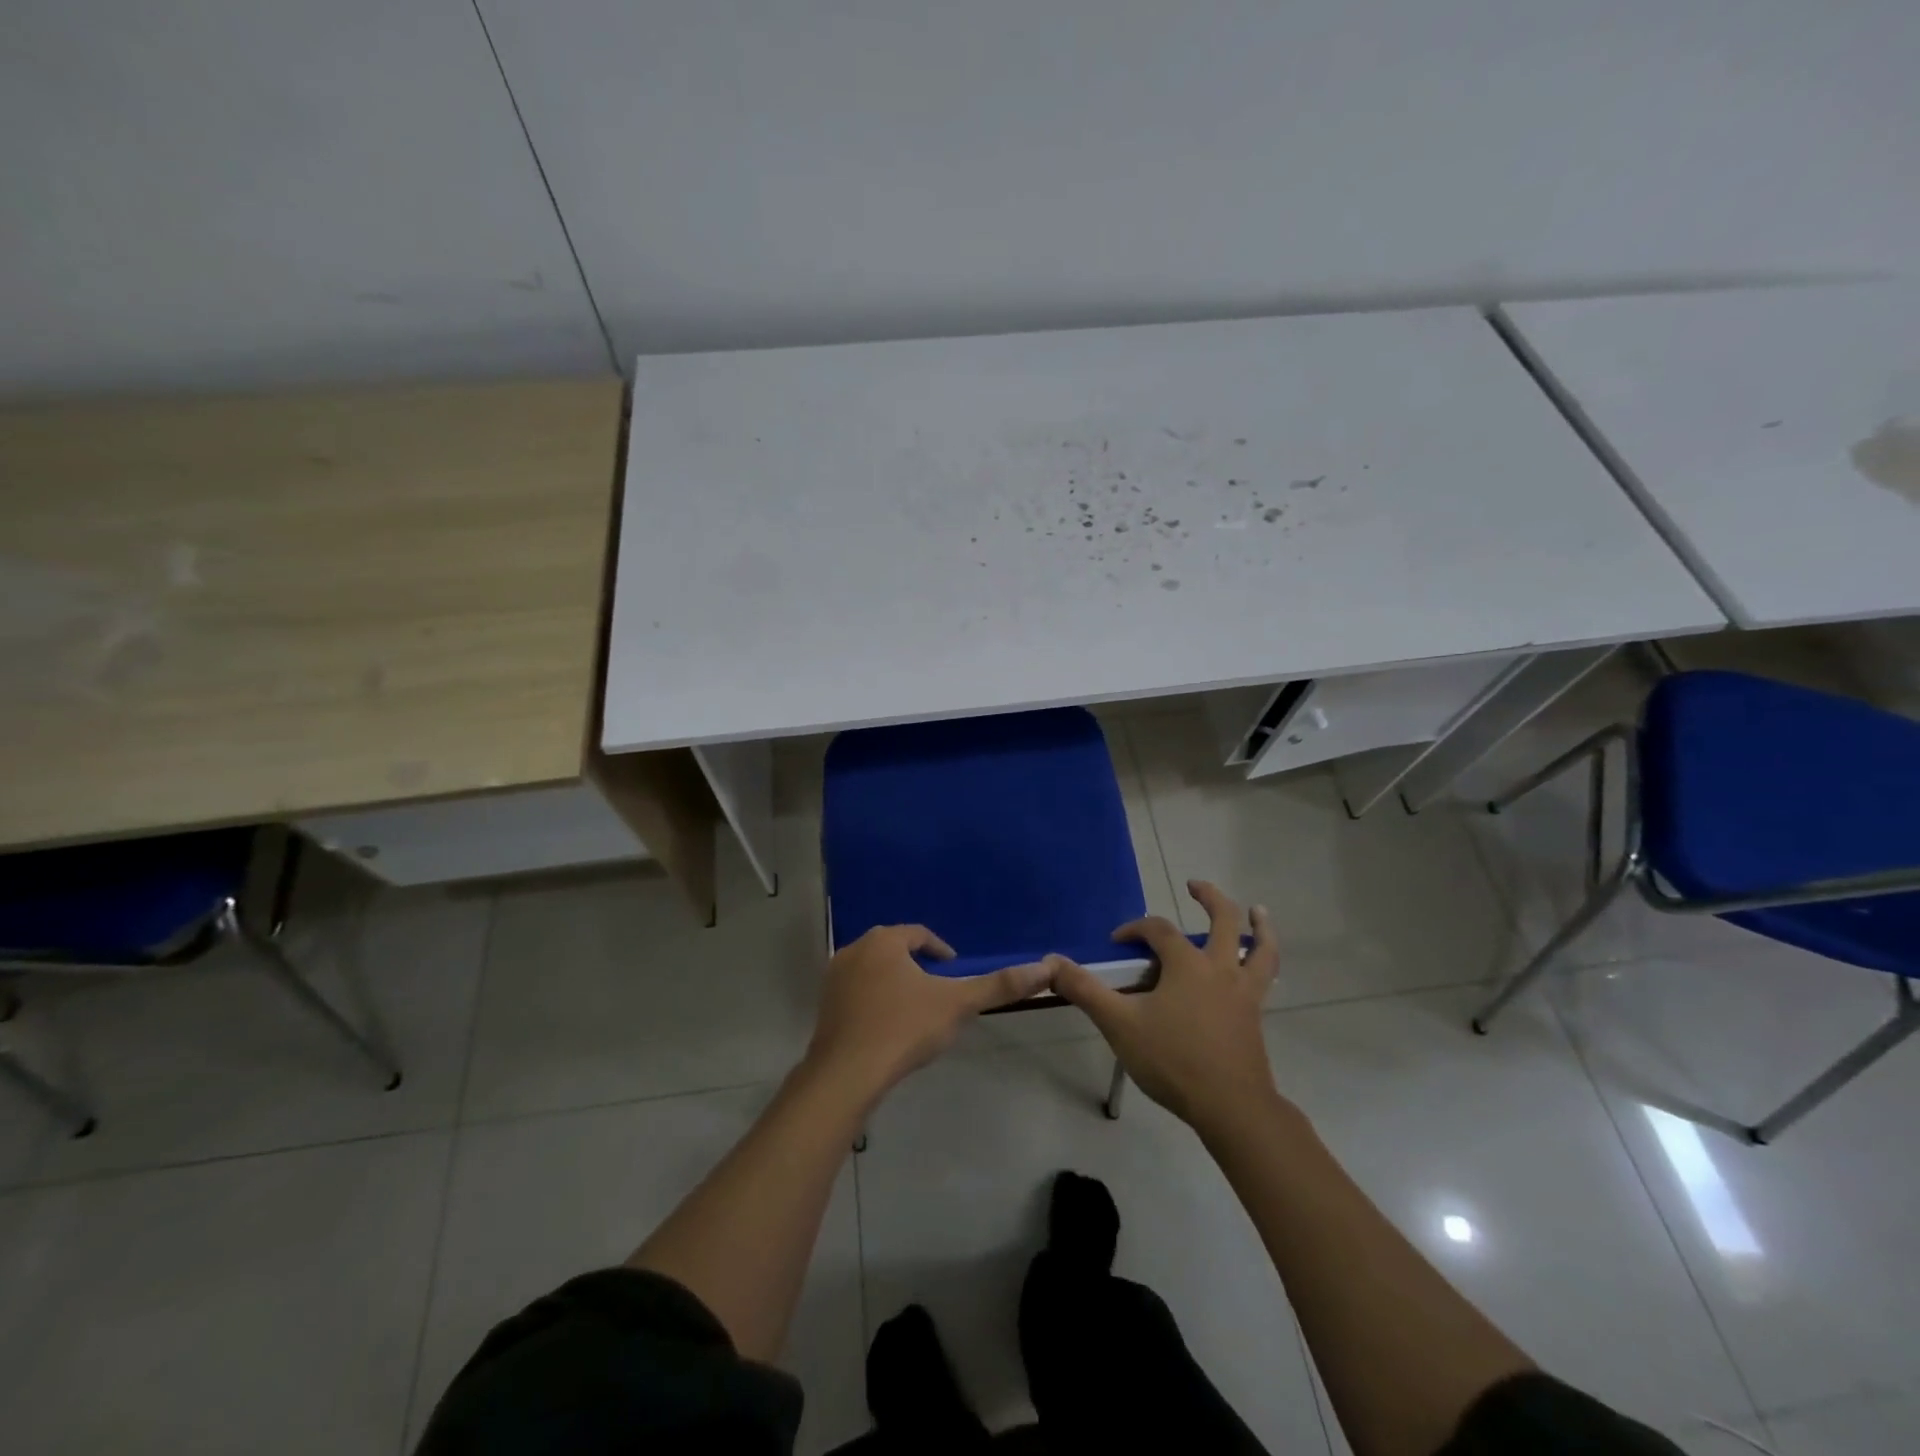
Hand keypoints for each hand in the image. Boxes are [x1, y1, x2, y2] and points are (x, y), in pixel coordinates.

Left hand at [805, 925, 1048, 1104]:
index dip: (941, 951)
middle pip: (893, 949)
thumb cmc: (904, 1029)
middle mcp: (855, 949)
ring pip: (873, 970)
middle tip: (937, 989)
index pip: (919, 935)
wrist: (846, 1074)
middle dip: (916, 964)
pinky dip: (874, 1000)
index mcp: (884, 941)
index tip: (954, 970)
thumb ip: (999, 986)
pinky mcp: (824, 1005)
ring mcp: (834, 978)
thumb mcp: (957, 1005)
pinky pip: (856, 993)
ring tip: (915, 1008)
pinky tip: (887, 1027)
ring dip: (894, 982)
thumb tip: (1044, 968)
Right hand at [1047, 880, 1280, 1129]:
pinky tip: (1259, 966)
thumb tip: (1051, 963)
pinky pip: (1265, 978)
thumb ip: (1085, 991)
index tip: (1117, 942)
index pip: (1158, 930)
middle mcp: (1220, 968)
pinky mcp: (1255, 1016)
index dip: (1135, 929)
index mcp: (1187, 964)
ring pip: (1260, 949)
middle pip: (1223, 920)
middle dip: (1208, 898)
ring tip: (1257, 910)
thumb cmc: (1172, 1060)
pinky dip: (1264, 962)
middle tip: (1194, 885)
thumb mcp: (1119, 1024)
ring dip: (1259, 926)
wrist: (1231, 1107)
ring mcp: (1244, 992)